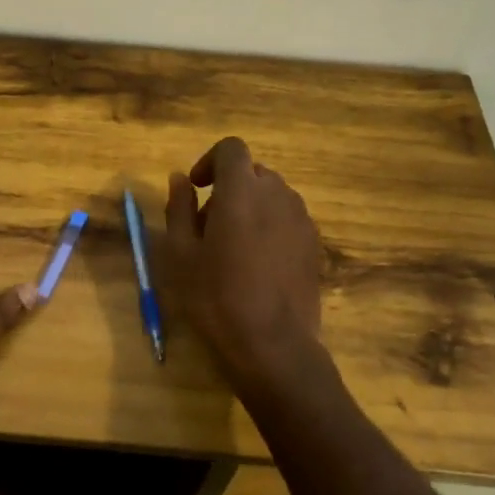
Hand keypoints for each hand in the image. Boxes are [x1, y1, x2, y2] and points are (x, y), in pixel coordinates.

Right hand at [164, 137, 327, 389]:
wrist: (273, 346)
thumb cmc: (216, 297)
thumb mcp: (179, 254)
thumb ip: (178, 208)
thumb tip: (180, 179)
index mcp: (241, 190)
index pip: (231, 148)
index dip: (210, 161)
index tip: (196, 188)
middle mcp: (277, 194)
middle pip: (252, 173)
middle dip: (228, 189)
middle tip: (207, 227)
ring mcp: (302, 219)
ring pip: (272, 196)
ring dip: (250, 207)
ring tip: (232, 248)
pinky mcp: (315, 245)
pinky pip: (288, 220)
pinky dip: (270, 227)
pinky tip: (257, 266)